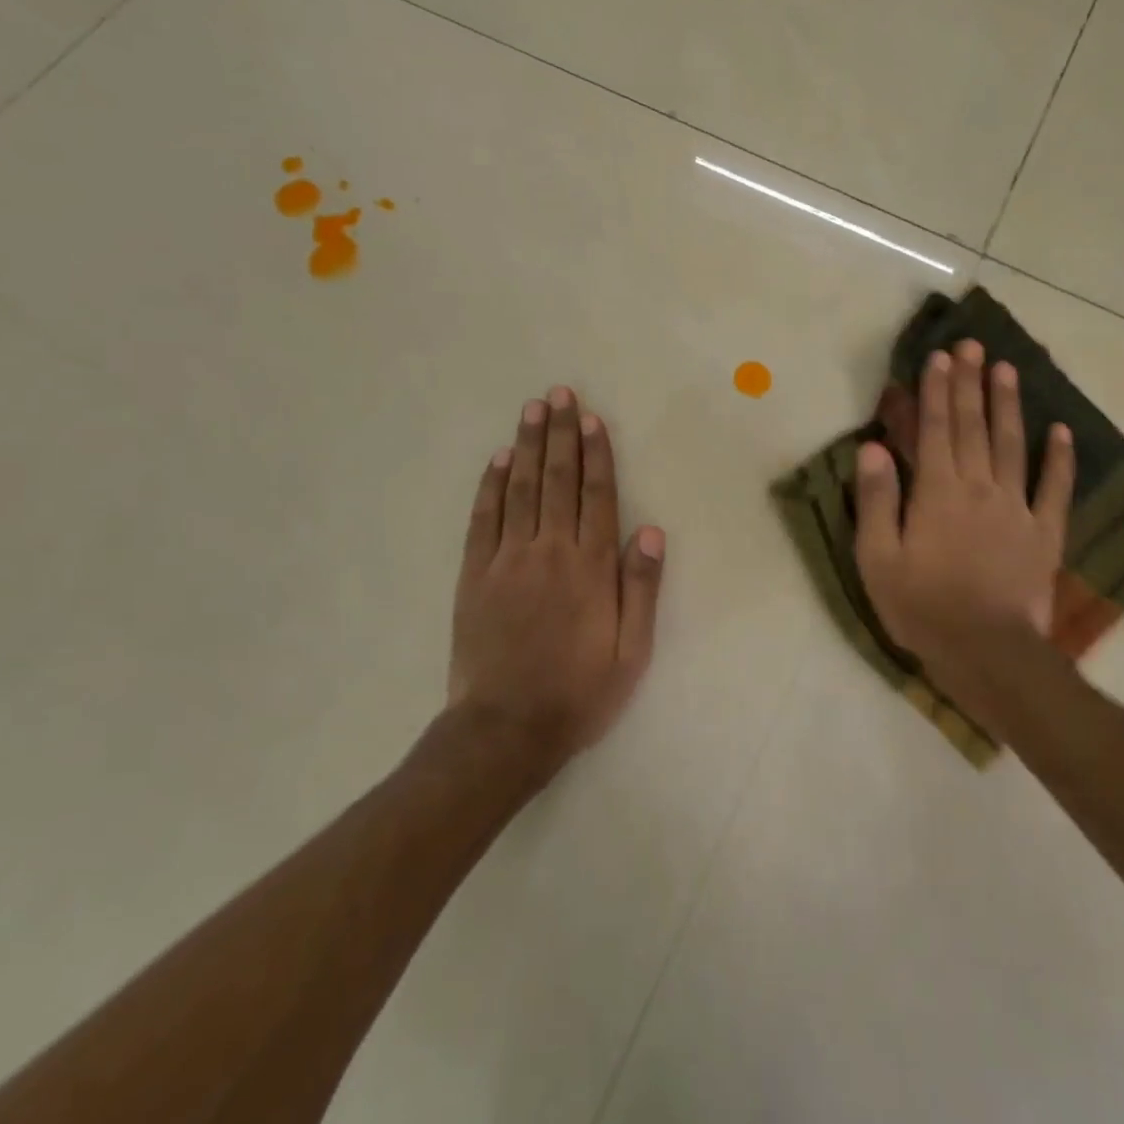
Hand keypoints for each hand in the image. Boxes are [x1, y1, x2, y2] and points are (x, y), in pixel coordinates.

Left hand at [449, 387, 665, 762]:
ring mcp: (506, 560)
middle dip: (560, 434)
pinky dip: (490, 486)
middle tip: (559, 394)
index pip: (596, 496)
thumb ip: (641, 587)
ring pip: (518, 489)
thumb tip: (650, 530)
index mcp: (590, 568)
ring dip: (525, 446)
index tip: (591, 419)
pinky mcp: (474, 576)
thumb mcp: (631, 651)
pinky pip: (483, 519)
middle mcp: (549, 552)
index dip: (595, 454)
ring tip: (531, 410)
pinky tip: (496, 460)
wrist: (506, 729)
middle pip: (556, 480)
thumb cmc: (579, 692)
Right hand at [854, 341, 1073, 730]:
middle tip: (972, 346)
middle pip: (974, 427)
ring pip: (1013, 445)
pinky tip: (1061, 431)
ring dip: (1009, 405)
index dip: (936, 391)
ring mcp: (1017, 508)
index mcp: (936, 492)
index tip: (939, 357)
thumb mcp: (877, 557)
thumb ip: (876, 498)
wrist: (985, 651)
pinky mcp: (1045, 533)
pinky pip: (1056, 488)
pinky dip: (1060, 458)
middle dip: (970, 383)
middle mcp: (979, 488)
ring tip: (1007, 369)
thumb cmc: (921, 606)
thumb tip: (872, 445)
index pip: (935, 429)